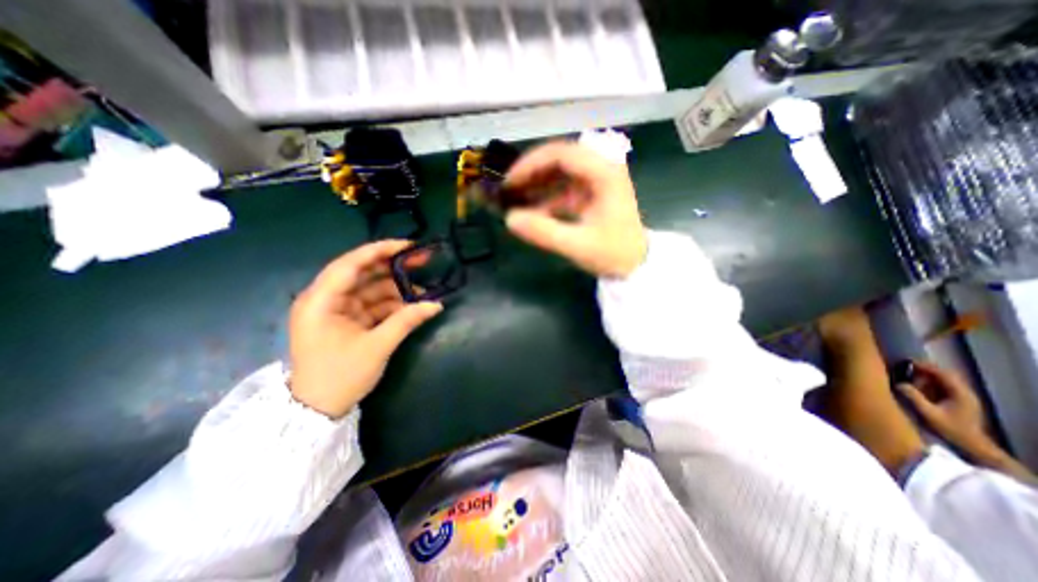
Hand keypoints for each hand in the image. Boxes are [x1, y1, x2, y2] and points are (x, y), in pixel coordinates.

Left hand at [287, 238, 441, 417]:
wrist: (316, 411)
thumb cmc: (340, 376)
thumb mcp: (377, 346)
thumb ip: (407, 321)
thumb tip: (437, 304)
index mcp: (320, 301)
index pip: (350, 264)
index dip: (380, 251)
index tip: (409, 246)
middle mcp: (325, 299)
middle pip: (362, 273)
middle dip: (392, 268)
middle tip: (422, 262)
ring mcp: (336, 310)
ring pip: (369, 289)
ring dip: (396, 289)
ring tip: (422, 293)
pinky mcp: (346, 320)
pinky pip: (371, 304)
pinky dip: (391, 304)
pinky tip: (411, 307)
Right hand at [505, 140, 645, 276]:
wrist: (637, 263)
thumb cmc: (614, 253)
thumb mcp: (578, 245)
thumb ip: (544, 232)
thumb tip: (510, 219)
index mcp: (604, 172)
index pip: (561, 154)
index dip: (530, 164)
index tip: (510, 183)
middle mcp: (602, 167)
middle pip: (559, 158)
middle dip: (531, 173)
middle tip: (510, 191)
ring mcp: (598, 178)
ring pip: (560, 171)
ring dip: (537, 184)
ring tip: (517, 201)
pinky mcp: (593, 191)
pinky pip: (564, 186)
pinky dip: (547, 197)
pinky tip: (534, 212)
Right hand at [893, 360, 986, 452]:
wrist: (972, 445)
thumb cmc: (951, 429)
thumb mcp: (929, 413)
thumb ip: (914, 397)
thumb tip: (899, 383)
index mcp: (961, 394)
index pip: (944, 374)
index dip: (926, 366)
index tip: (907, 362)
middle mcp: (965, 393)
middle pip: (945, 375)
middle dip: (925, 370)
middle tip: (904, 368)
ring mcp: (963, 397)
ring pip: (944, 380)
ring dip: (927, 377)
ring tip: (908, 377)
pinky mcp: (959, 401)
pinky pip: (943, 387)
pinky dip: (930, 383)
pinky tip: (918, 386)